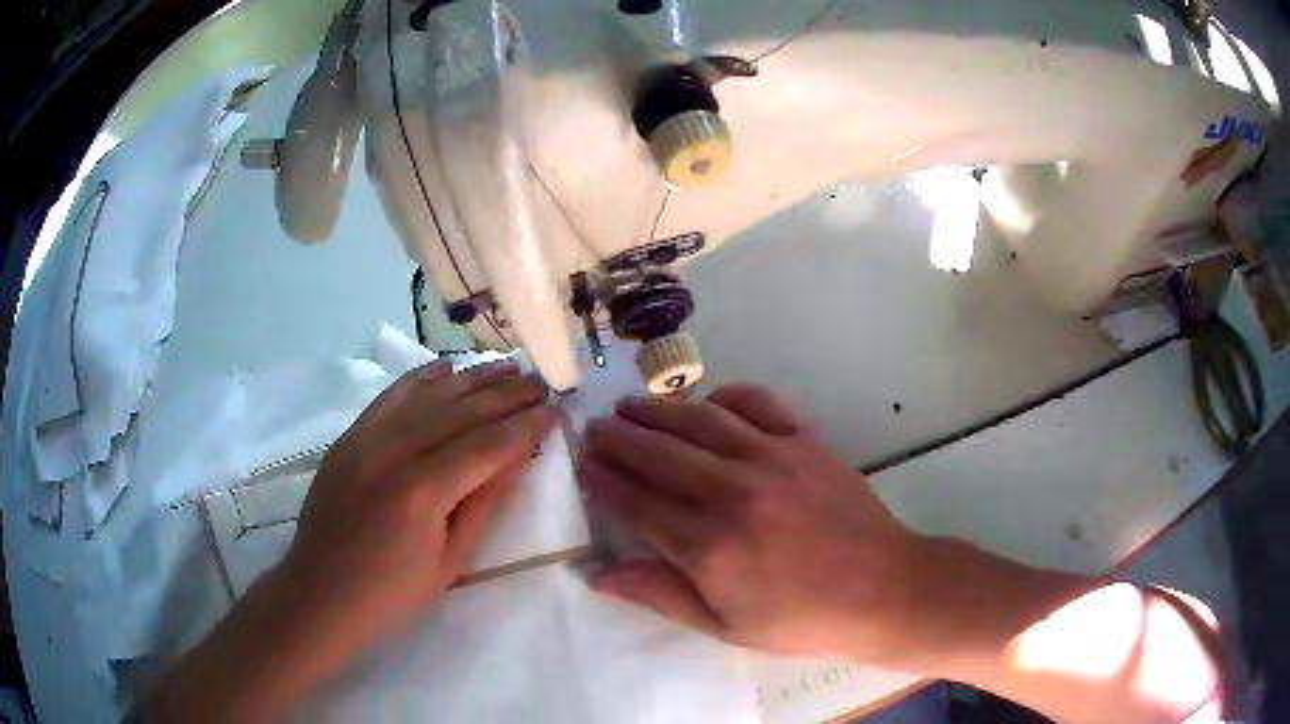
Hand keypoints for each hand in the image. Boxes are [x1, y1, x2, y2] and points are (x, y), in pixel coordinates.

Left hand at [285, 360, 556, 644]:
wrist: (321, 592)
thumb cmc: (392, 593)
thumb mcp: (451, 562)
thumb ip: (485, 504)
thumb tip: (518, 457)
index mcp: (422, 492)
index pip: (486, 445)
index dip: (524, 426)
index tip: (554, 410)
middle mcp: (393, 453)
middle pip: (460, 412)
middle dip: (506, 396)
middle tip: (540, 385)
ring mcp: (366, 439)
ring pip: (428, 396)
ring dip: (471, 379)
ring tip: (507, 368)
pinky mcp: (349, 437)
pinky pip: (390, 397)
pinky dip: (420, 379)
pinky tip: (447, 368)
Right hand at [577, 384, 927, 661]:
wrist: (883, 590)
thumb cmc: (802, 620)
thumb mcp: (726, 627)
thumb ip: (661, 596)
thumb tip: (598, 575)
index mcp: (709, 547)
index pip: (637, 502)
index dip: (603, 481)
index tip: (581, 466)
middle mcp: (734, 493)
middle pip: (659, 453)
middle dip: (618, 438)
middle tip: (594, 428)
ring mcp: (773, 459)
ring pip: (700, 421)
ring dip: (658, 411)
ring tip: (630, 406)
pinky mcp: (806, 442)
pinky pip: (759, 404)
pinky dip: (728, 396)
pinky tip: (709, 402)